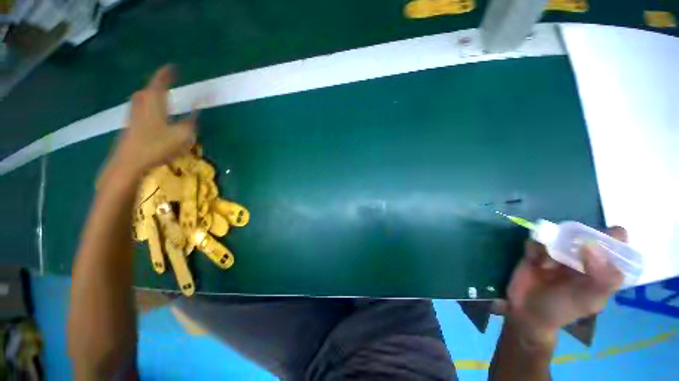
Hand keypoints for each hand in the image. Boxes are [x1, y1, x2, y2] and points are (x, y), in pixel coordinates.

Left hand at [107, 65, 195, 179]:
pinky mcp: (129, 127)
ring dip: (149, 95)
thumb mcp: (182, 135)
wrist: (128, 164)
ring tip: (158, 97)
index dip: (166, 74)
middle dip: (155, 84)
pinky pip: (138, 110)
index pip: (159, 83)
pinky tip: (151, 116)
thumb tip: (200, 106)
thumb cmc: (157, 147)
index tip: (173, 67)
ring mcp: (133, 117)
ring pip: (140, 100)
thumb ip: (192, 120)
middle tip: (164, 82)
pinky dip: (146, 107)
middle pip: (146, 90)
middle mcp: (141, 107)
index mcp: (154, 105)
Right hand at [495, 227, 625, 341]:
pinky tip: (533, 261)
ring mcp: (558, 253)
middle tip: (566, 252)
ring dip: (552, 245)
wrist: (527, 311)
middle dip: (575, 238)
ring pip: (558, 234)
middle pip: (585, 234)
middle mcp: (582, 257)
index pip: (616, 245)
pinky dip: (534, 248)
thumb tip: (591, 245)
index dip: (612, 237)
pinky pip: (536, 240)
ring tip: (546, 264)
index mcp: (602, 268)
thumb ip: (601, 278)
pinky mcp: (536, 251)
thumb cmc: (563, 309)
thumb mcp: (589, 300)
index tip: (599, 240)